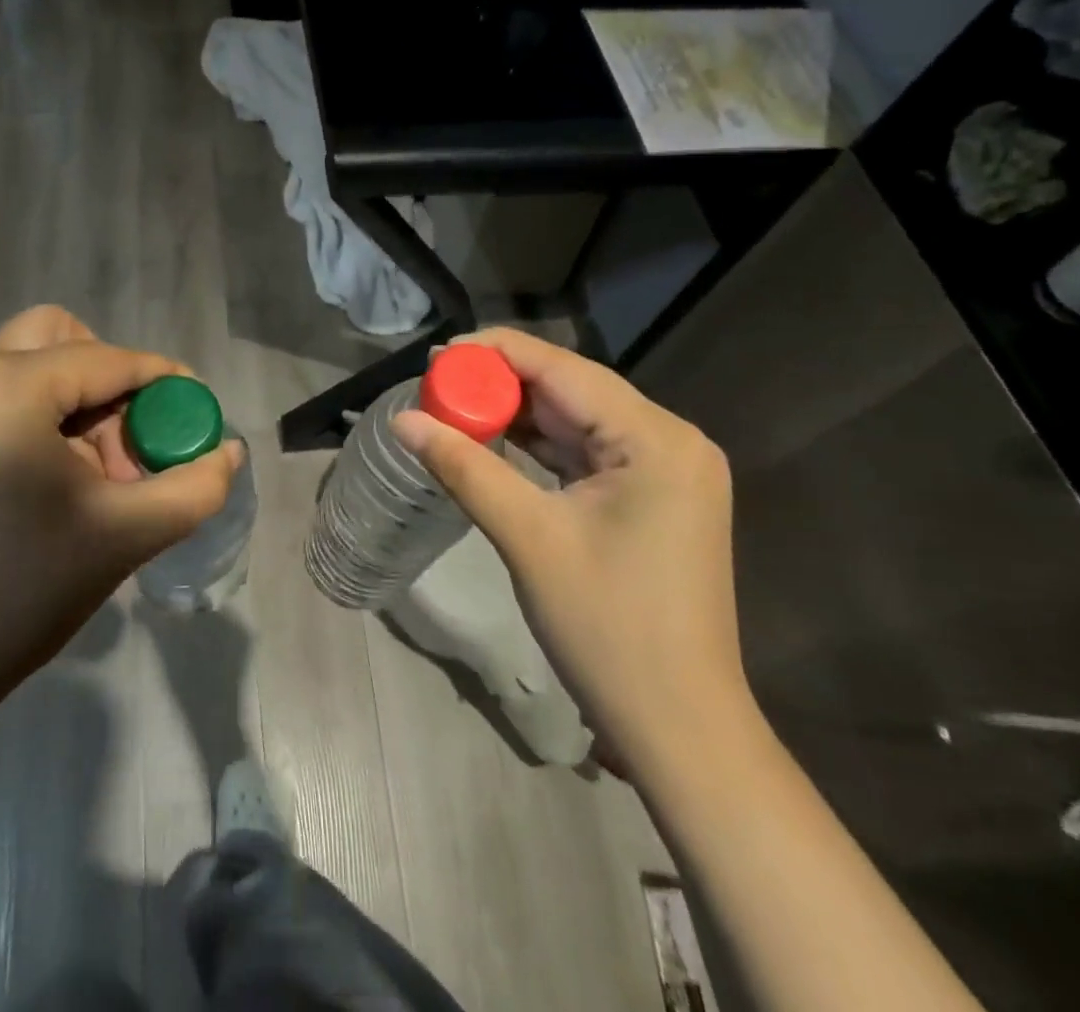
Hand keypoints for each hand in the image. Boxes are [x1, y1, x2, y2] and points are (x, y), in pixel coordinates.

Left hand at [0, 306, 242, 708]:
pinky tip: (64, 483)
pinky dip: (48, 418)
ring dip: (81, 400)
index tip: (200, 414)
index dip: (165, 380)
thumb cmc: (22, 588)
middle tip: (133, 438)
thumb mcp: (125, 534)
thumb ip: (194, 487)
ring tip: (102, 474)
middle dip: (111, 377)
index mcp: (12, 385)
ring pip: (33, 365)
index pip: (111, 359)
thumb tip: (229, 452)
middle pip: (62, 337)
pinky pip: (8, 398)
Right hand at [390, 328, 749, 777]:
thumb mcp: (528, 537)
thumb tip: (400, 421)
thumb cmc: (607, 628)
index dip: (496, 353)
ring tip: (453, 409)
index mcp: (656, 439)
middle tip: (436, 386)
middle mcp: (670, 440)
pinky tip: (495, 441)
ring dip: (518, 415)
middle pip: (572, 390)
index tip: (437, 354)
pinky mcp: (653, 497)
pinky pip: (587, 452)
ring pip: (577, 420)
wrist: (679, 726)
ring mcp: (666, 470)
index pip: (563, 369)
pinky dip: (540, 446)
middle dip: (502, 385)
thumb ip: (463, 467)